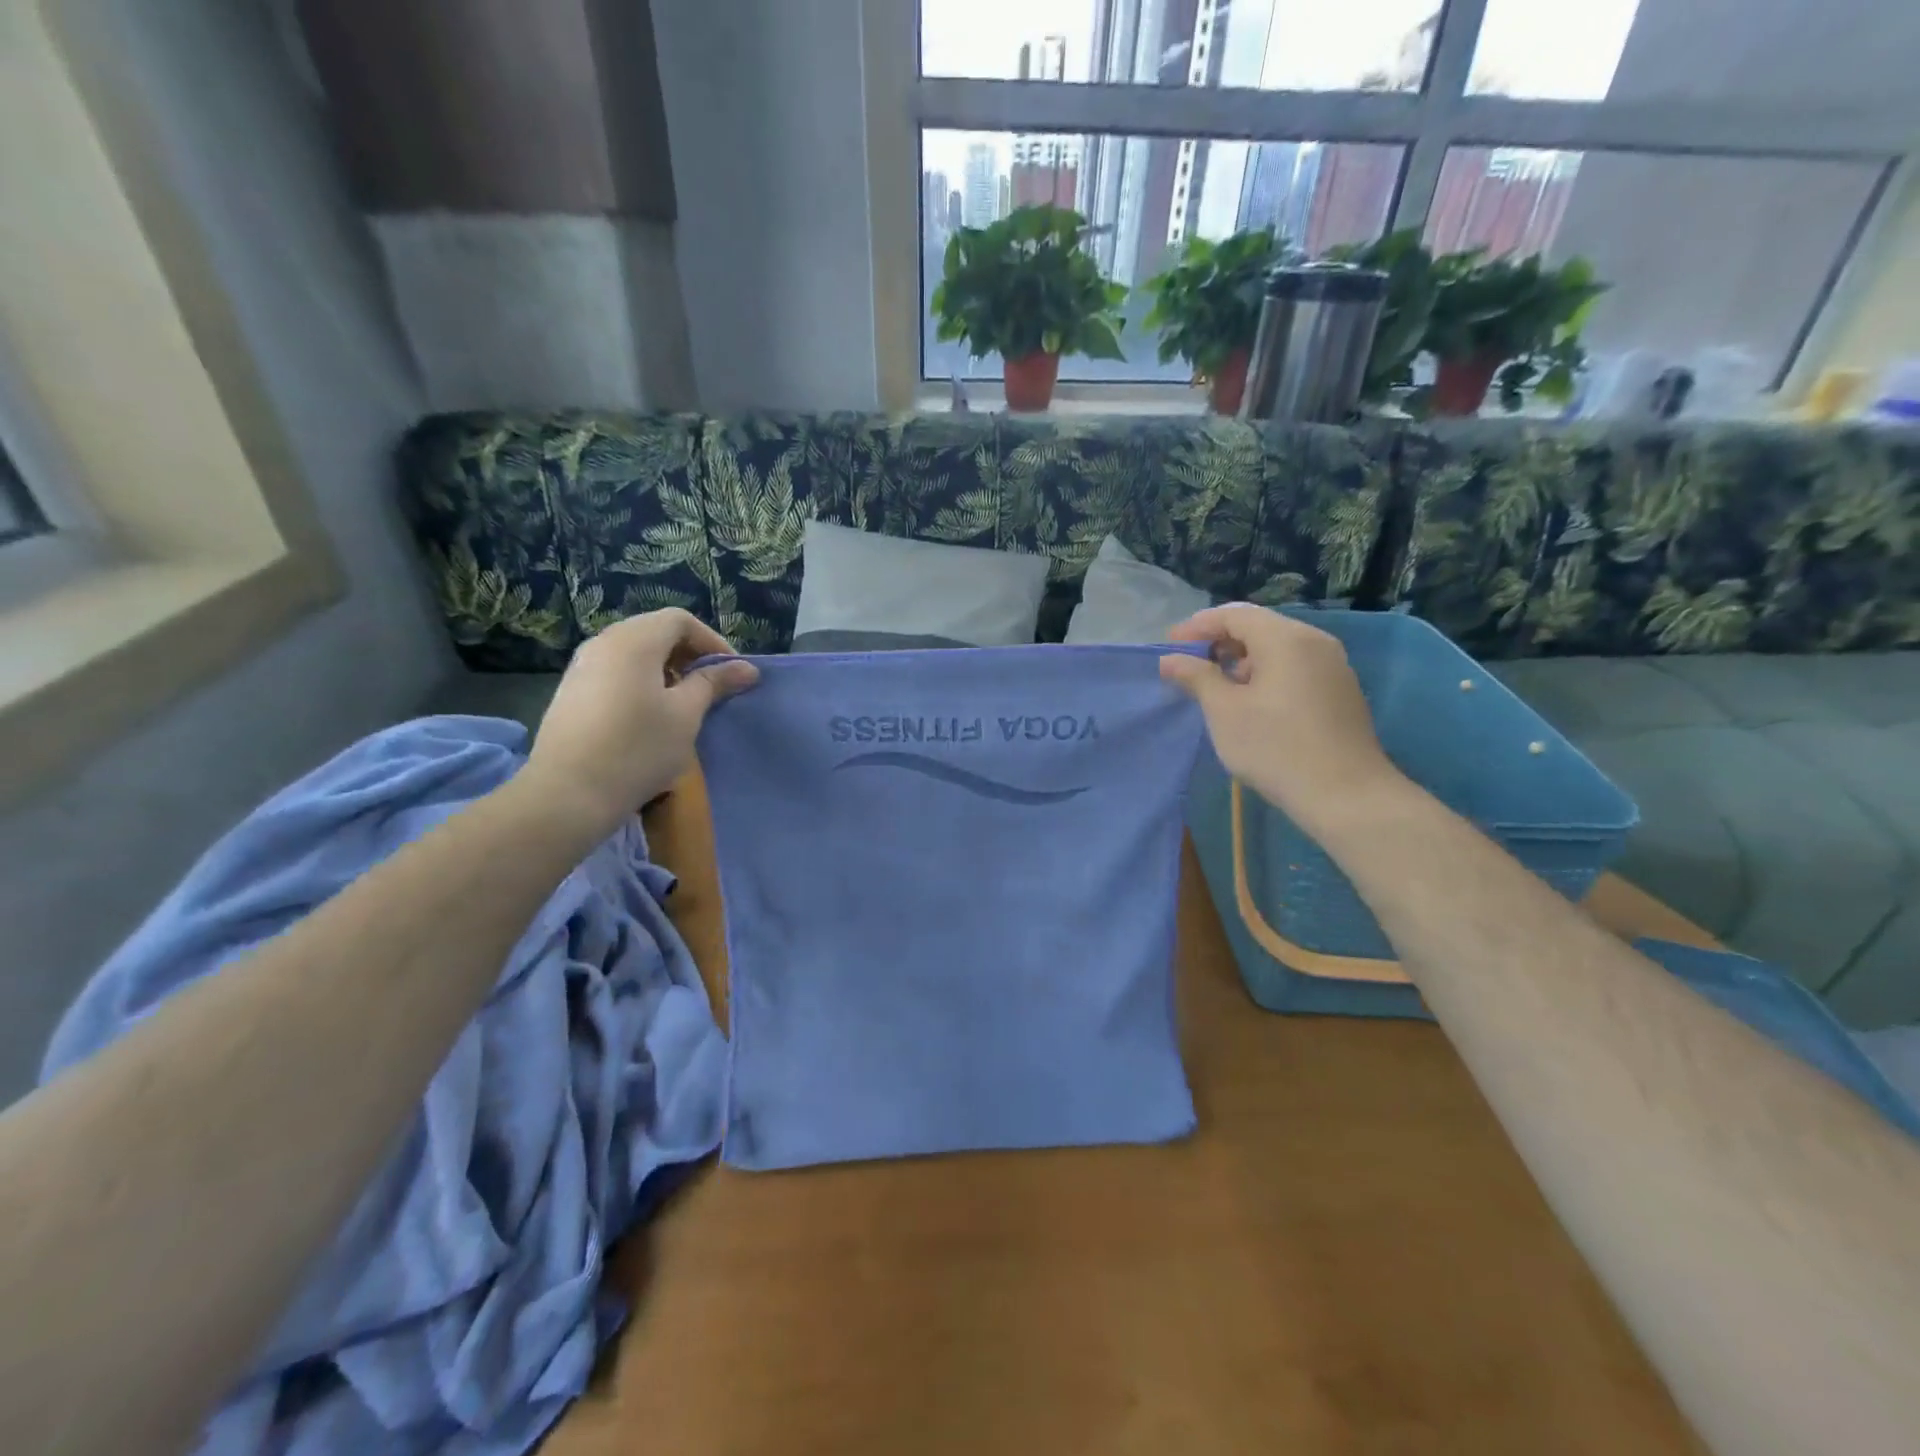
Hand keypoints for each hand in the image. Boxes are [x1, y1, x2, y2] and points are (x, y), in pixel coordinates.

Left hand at [521, 610, 757, 838]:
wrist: (567, 794)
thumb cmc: (637, 749)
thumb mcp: (686, 715)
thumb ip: (714, 683)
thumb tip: (747, 668)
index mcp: (634, 640)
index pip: (680, 620)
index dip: (712, 642)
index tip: (731, 674)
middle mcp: (604, 643)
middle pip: (655, 632)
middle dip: (689, 655)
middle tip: (712, 688)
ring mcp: (582, 667)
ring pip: (634, 653)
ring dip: (666, 670)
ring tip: (684, 705)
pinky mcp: (572, 692)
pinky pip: (615, 672)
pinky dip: (641, 682)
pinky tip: (649, 718)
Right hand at [1159, 605, 1404, 834]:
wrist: (1345, 794)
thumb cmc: (1275, 747)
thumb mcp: (1224, 711)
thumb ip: (1196, 677)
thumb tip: (1170, 659)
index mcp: (1286, 638)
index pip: (1234, 615)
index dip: (1197, 627)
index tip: (1170, 647)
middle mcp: (1314, 641)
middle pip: (1259, 627)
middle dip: (1220, 642)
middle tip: (1190, 666)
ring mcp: (1333, 666)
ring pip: (1278, 648)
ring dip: (1243, 660)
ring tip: (1218, 688)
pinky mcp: (1340, 690)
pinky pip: (1295, 667)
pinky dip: (1267, 673)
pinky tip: (1252, 703)